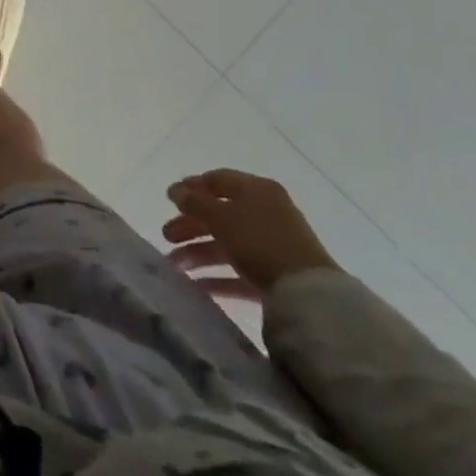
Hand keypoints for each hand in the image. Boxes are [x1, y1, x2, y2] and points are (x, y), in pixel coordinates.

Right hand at [164, 169, 339, 300]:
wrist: (309, 295)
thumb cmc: (260, 241)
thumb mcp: (220, 216)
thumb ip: (194, 202)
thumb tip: (175, 190)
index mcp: (256, 189)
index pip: (218, 180)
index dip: (191, 187)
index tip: (168, 198)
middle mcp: (266, 212)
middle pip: (220, 213)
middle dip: (190, 225)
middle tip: (166, 236)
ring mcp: (273, 245)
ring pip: (227, 243)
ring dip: (198, 252)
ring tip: (174, 265)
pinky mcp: (276, 276)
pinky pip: (240, 270)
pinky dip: (218, 275)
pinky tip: (196, 285)